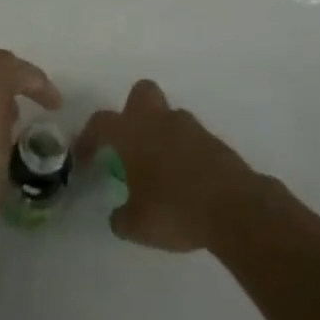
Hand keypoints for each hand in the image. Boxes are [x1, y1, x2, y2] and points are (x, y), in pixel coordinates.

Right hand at [75, 79, 252, 251]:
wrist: (236, 209)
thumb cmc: (174, 209)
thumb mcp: (136, 225)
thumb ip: (121, 217)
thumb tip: (118, 216)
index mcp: (133, 132)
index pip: (101, 122)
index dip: (88, 137)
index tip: (84, 157)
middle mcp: (160, 121)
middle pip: (141, 93)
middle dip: (132, 111)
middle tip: (130, 142)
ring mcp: (192, 128)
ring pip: (170, 117)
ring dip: (162, 135)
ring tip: (160, 171)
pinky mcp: (216, 143)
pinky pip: (192, 140)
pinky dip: (185, 154)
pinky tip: (186, 183)